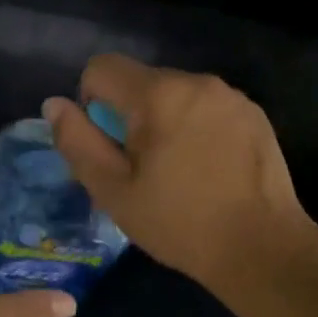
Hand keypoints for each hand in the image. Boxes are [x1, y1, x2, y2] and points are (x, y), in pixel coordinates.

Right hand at [44, 54, 317, 297]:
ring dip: (165, 120)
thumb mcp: (113, 191)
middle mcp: (197, 81)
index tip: (108, 145)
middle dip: (130, 114)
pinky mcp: (255, 114)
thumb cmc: (180, 223)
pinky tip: (210, 168)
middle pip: (141, 81)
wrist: (262, 248)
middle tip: (142, 168)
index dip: (91, 102)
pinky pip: (208, 107)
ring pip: (176, 94)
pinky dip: (198, 126)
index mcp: (158, 94)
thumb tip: (54, 104)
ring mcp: (231, 96)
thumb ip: (77, 142)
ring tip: (179, 170)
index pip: (101, 68)